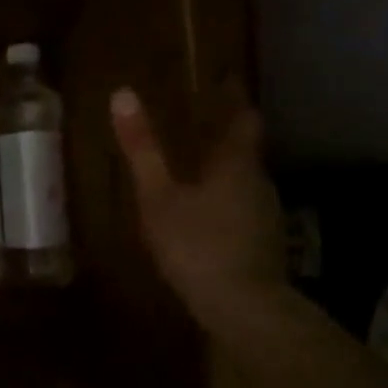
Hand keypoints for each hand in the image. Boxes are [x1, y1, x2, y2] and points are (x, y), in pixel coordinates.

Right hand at [110, 89, 285, 323]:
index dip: (233, 97)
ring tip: (192, 170)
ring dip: (222, 172)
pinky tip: (203, 217)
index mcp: (236, 163)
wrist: (243, 307)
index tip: (221, 80)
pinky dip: (223, 201)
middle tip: (193, 126)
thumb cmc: (196, 243)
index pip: (243, 117)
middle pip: (244, 150)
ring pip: (243, 181)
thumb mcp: (158, 196)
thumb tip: (122, 94)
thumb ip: (142, 149)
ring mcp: (265, 214)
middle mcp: (258, 181)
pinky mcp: (263, 243)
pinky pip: (241, 208)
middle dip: (221, 136)